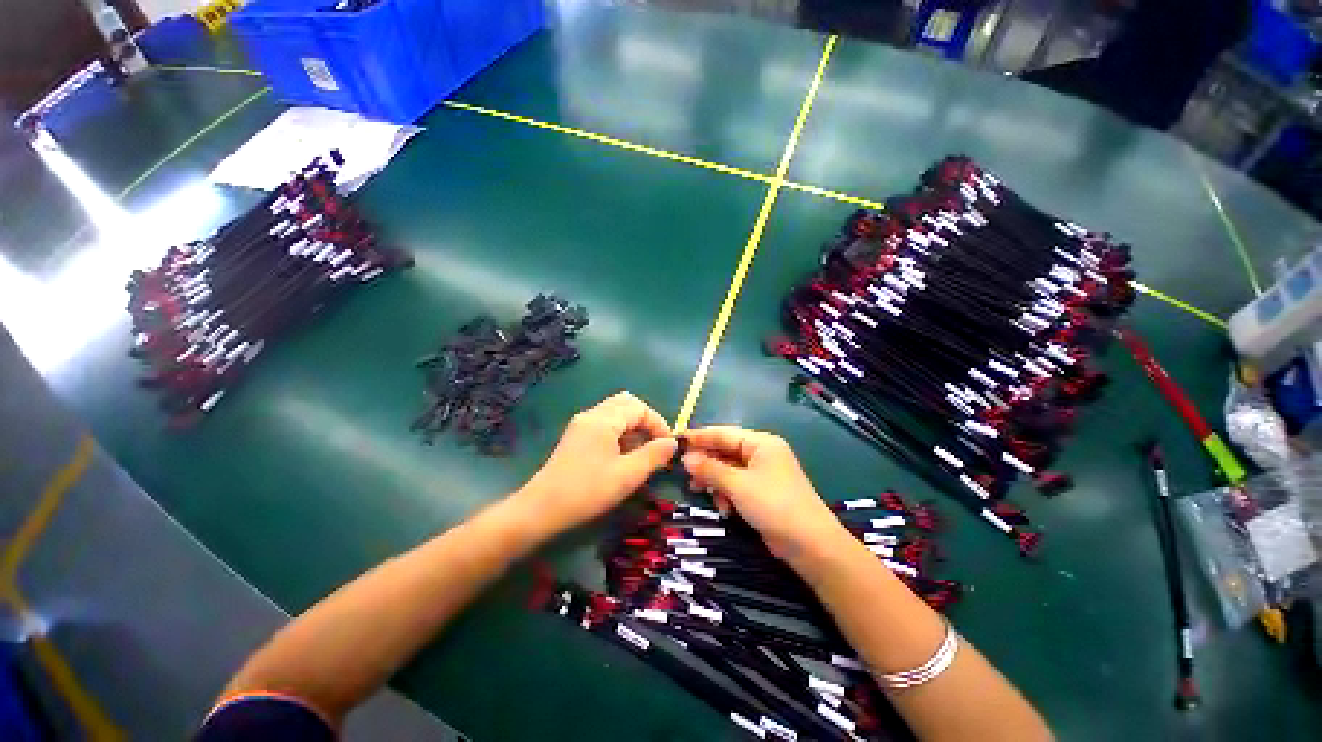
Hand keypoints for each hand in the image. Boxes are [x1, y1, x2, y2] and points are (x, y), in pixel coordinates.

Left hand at [516, 392, 677, 535]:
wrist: (541, 509)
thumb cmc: (587, 491)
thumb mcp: (627, 475)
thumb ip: (654, 455)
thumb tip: (673, 442)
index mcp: (604, 420)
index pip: (639, 407)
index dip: (658, 423)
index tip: (667, 446)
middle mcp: (592, 415)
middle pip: (626, 404)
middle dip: (646, 421)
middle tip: (654, 444)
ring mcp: (581, 424)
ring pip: (615, 413)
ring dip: (633, 427)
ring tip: (640, 452)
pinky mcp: (576, 436)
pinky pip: (605, 424)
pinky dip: (620, 433)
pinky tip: (622, 456)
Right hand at [681, 426, 846, 562]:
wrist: (811, 545)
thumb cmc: (774, 505)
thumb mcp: (738, 485)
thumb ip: (710, 469)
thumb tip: (686, 458)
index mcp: (760, 443)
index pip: (723, 433)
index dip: (699, 437)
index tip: (676, 440)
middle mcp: (762, 454)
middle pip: (725, 451)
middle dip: (706, 463)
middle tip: (684, 472)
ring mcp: (763, 473)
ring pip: (729, 470)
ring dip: (715, 481)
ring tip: (698, 491)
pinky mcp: (762, 492)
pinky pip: (737, 485)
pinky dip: (727, 494)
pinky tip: (724, 508)